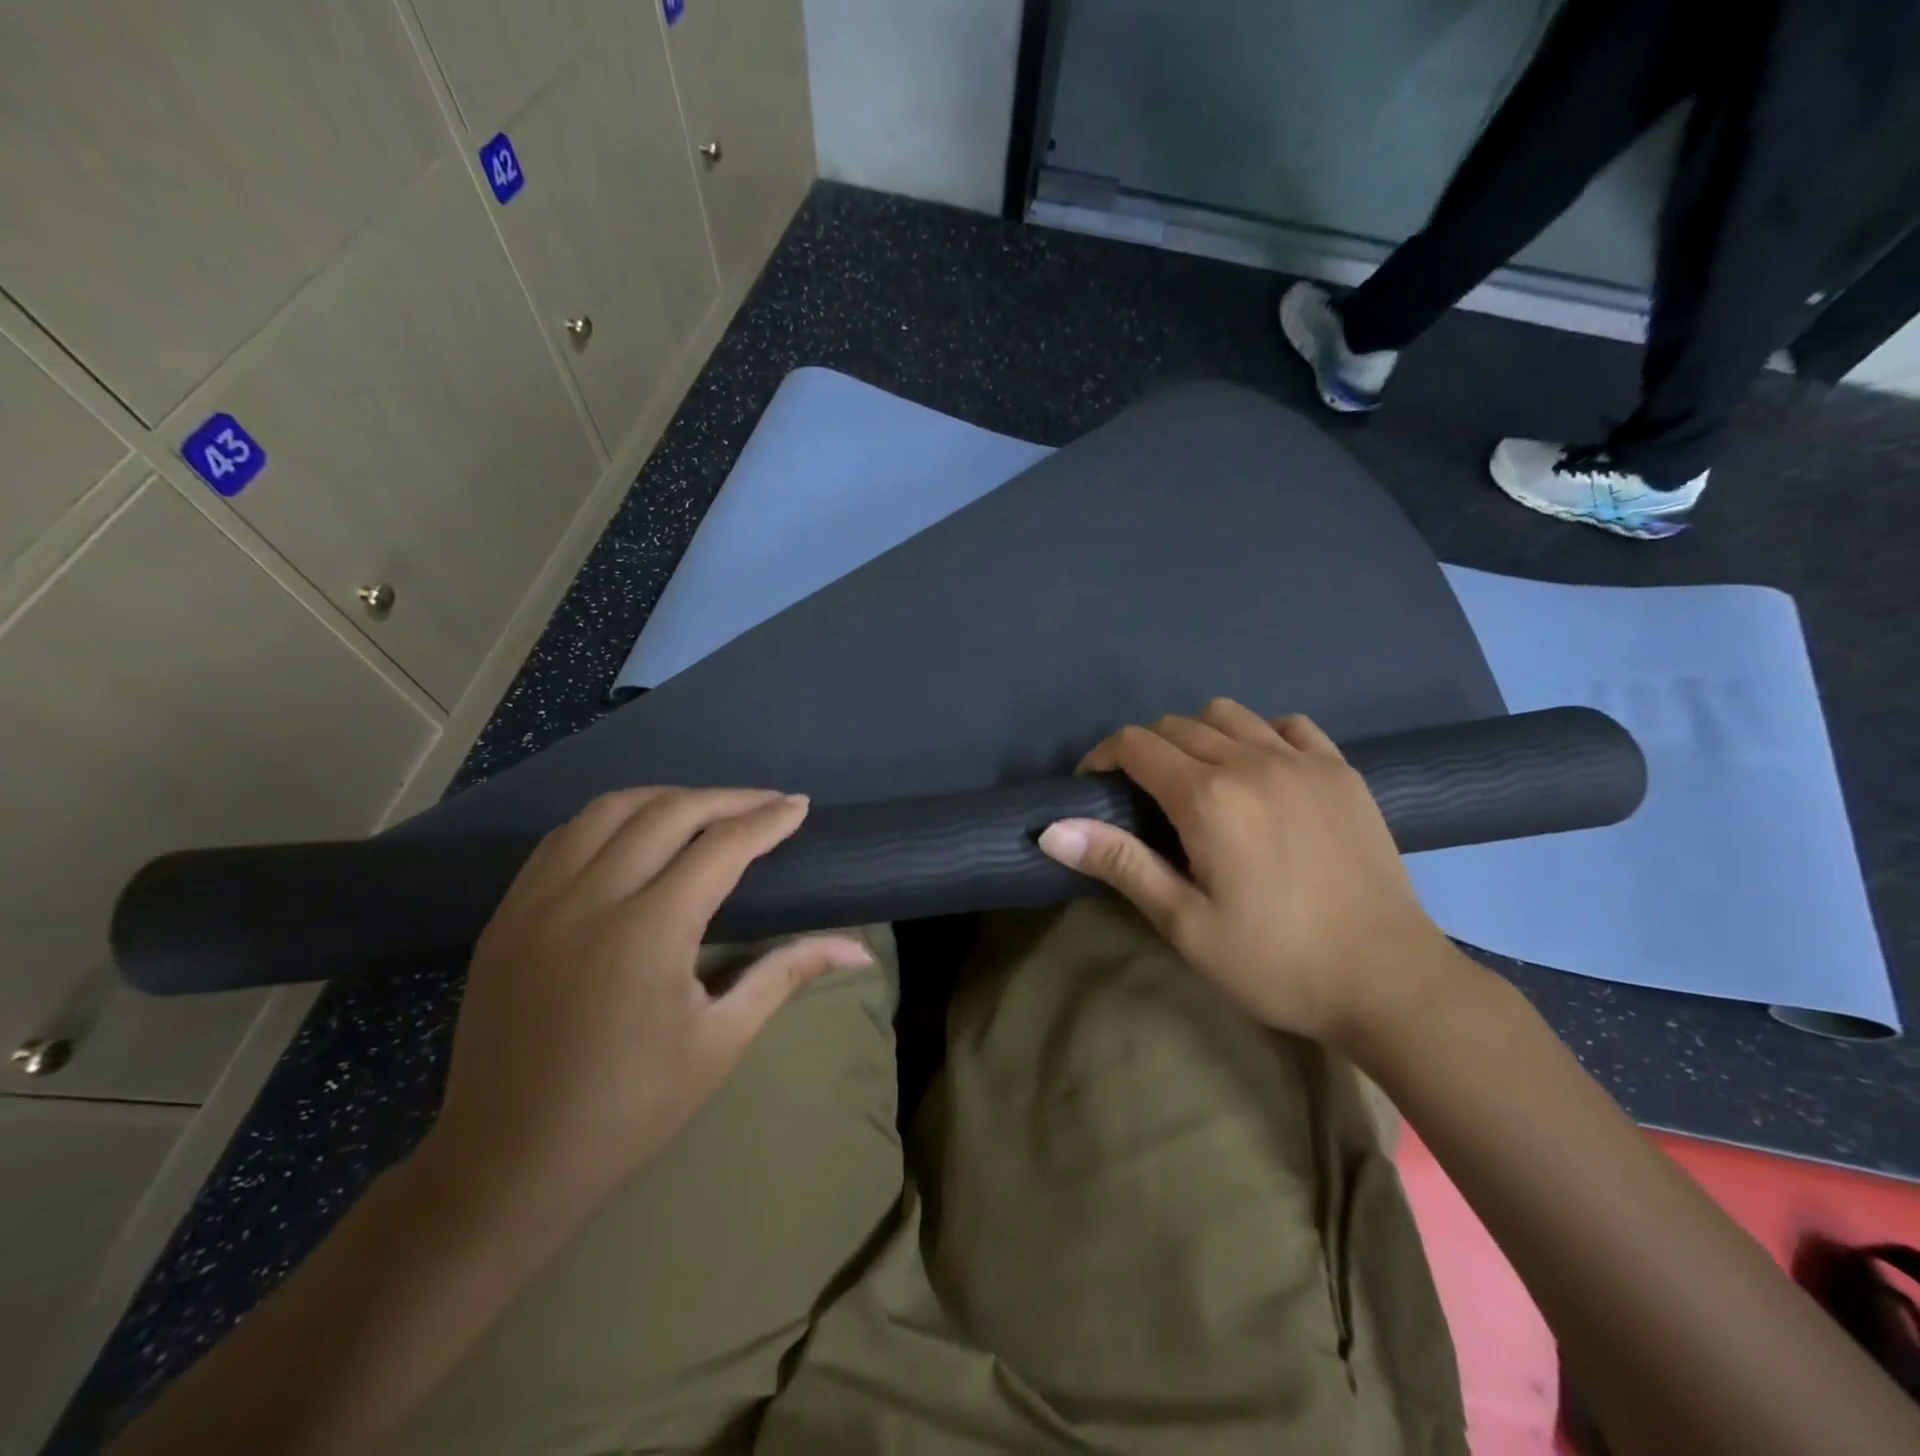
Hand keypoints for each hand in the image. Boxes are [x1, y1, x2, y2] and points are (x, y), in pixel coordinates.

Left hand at [422, 788, 872, 1225]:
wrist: (505, 1164)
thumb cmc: (629, 1110)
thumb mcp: (721, 1042)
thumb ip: (786, 974)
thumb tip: (858, 948)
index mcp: (649, 933)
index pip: (721, 847)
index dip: (767, 821)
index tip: (799, 806)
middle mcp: (590, 899)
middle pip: (669, 812)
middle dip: (727, 798)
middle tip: (767, 802)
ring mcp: (537, 902)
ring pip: (609, 810)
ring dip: (667, 797)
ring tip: (708, 808)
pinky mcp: (506, 915)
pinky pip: (563, 837)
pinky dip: (611, 819)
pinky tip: (636, 833)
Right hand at [1038, 699, 1460, 1048]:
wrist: (1388, 981)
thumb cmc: (1275, 961)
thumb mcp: (1184, 923)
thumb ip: (1120, 863)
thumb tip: (1051, 828)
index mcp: (1208, 798)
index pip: (1136, 745)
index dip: (1102, 758)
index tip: (1093, 788)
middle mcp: (1252, 761)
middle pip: (1176, 725)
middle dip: (1144, 750)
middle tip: (1140, 797)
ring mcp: (1303, 760)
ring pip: (1228, 715)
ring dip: (1197, 736)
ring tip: (1197, 780)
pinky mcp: (1341, 770)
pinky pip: (1288, 725)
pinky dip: (1259, 735)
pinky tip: (1260, 772)